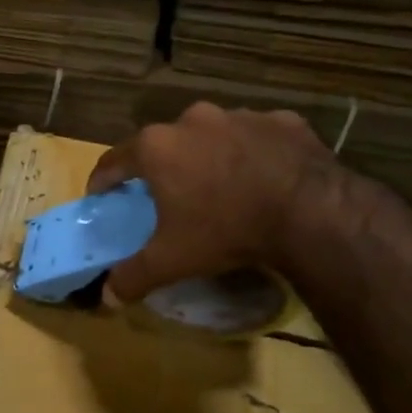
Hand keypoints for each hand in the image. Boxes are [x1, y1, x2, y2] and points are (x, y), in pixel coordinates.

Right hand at [88, 102, 338, 300]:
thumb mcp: (172, 260)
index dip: (104, 180)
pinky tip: (263, 178)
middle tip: (166, 195)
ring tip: (220, 187)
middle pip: (165, 144)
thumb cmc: (226, 230)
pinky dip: (254, 153)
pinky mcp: (283, 121)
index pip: (115, 160)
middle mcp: (193, 120)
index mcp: (158, 147)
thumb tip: (108, 297)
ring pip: (213, 136)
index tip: (101, 195)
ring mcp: (241, 116)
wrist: (310, 212)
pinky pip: (258, 137)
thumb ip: (134, 276)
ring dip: (209, 157)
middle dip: (161, 167)